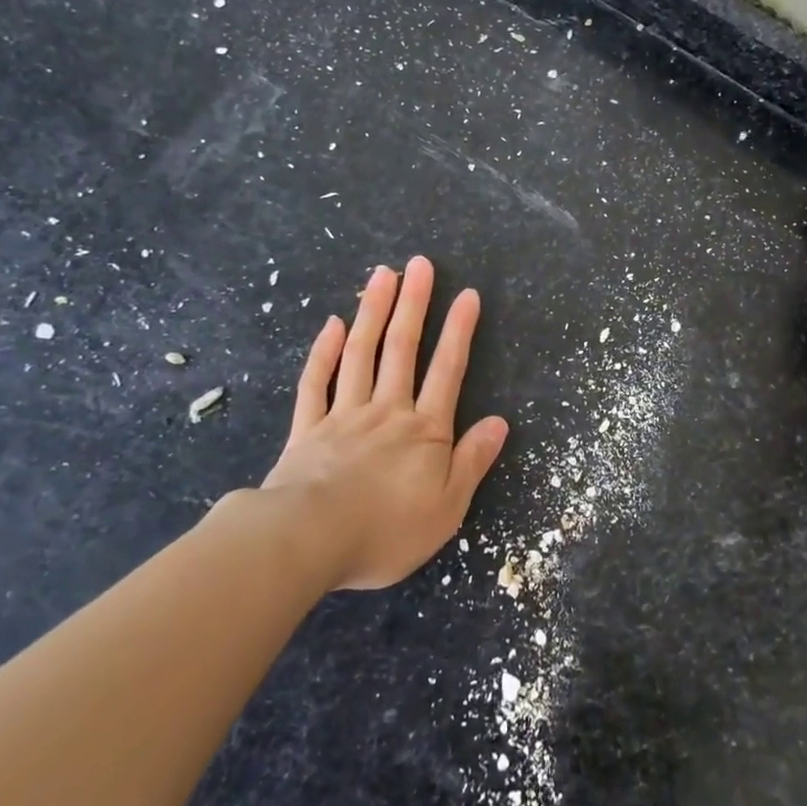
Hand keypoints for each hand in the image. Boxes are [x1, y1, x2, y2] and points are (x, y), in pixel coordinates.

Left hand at [223, 258, 508, 590]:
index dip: (459, 332)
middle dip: (414, 304)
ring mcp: (343, 415)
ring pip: (360, 353)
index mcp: (424, 431)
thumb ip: (472, 461)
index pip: (447, 371)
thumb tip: (499, 422)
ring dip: (373, 312)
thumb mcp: (447, 507)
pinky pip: (316, 382)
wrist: (308, 540)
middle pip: (402, 348)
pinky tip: (332, 324)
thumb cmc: (386, 530)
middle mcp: (386, 411)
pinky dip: (324, 351)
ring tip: (383, 275)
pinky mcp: (307, 429)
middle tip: (420, 265)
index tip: (467, 295)